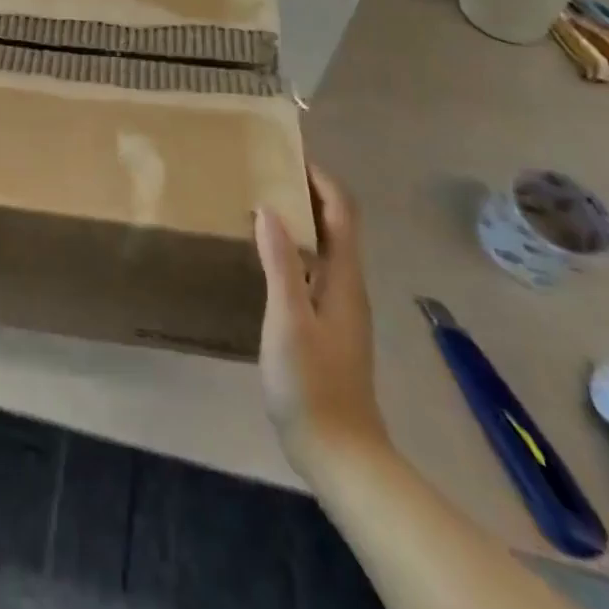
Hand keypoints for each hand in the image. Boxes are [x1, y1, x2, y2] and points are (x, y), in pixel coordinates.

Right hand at [255, 162, 387, 477]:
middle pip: (335, 224)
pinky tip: (265, 256)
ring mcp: (339, 308)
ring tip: (260, 203)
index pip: (342, 212)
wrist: (341, 454)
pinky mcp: (327, 325)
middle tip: (266, 172)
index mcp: (344, 278)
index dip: (322, 178)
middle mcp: (347, 286)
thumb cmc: (312, 383)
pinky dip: (294, 248)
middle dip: (308, 192)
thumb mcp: (288, 319)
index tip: (290, 154)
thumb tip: (269, 207)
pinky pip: (314, 268)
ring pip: (325, 247)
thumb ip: (280, 263)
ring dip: (300, 219)